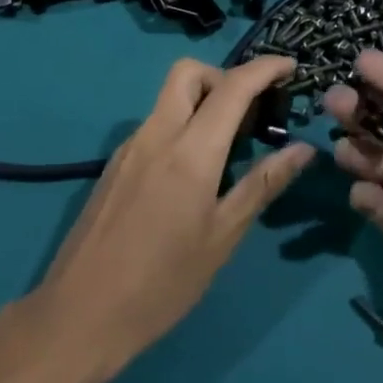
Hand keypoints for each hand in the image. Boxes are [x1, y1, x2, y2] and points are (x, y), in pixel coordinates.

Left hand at [29, 56, 315, 373]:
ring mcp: (130, 147)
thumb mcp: (222, 237)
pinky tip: (192, 174)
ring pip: (170, 98)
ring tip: (228, 147)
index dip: (265, 68)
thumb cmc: (161, 283)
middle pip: (189, 72)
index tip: (291, 66)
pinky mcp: (115, 165)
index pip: (233, 86)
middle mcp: (157, 134)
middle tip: (249, 111)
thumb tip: (303, 149)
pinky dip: (182, 127)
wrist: (78, 317)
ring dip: (203, 102)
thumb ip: (263, 184)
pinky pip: (156, 125)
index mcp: (190, 150)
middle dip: (224, 76)